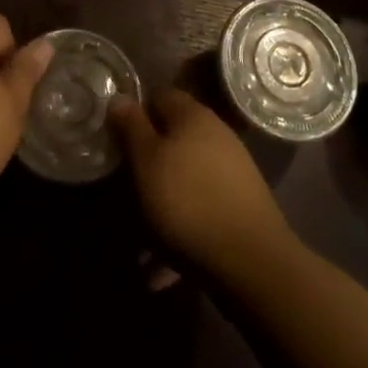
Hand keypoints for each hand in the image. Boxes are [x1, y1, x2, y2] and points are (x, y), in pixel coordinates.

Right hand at [110, 89, 295, 280]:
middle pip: (172, 141)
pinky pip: (199, 213)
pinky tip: (161, 272)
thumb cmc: (188, 200)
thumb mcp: (147, 161)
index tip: (116, 138)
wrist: (252, 261)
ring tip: (139, 249)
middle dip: (147, 168)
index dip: (136, 113)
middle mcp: (215, 135)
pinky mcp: (239, 208)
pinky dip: (179, 233)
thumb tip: (119, 97)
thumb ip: (132, 127)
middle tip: (124, 195)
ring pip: (184, 182)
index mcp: (192, 115)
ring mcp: (231, 172)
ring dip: (160, 209)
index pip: (159, 96)